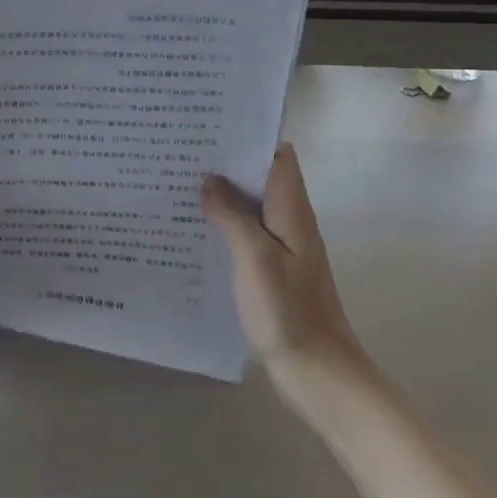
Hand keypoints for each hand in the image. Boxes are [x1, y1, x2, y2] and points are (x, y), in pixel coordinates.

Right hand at [202, 144, 364, 390]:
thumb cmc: (288, 311)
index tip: (212, 126)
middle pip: (261, 177)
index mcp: (292, 210)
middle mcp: (290, 221)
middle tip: (182, 150)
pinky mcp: (271, 269)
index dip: (250, 136)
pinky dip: (223, 222)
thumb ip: (232, 215)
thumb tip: (210, 180)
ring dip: (222, 193)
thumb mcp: (255, 257)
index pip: (278, 156)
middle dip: (227, 162)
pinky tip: (194, 227)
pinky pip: (245, 232)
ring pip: (250, 205)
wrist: (317, 371)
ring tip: (179, 181)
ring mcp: (282, 246)